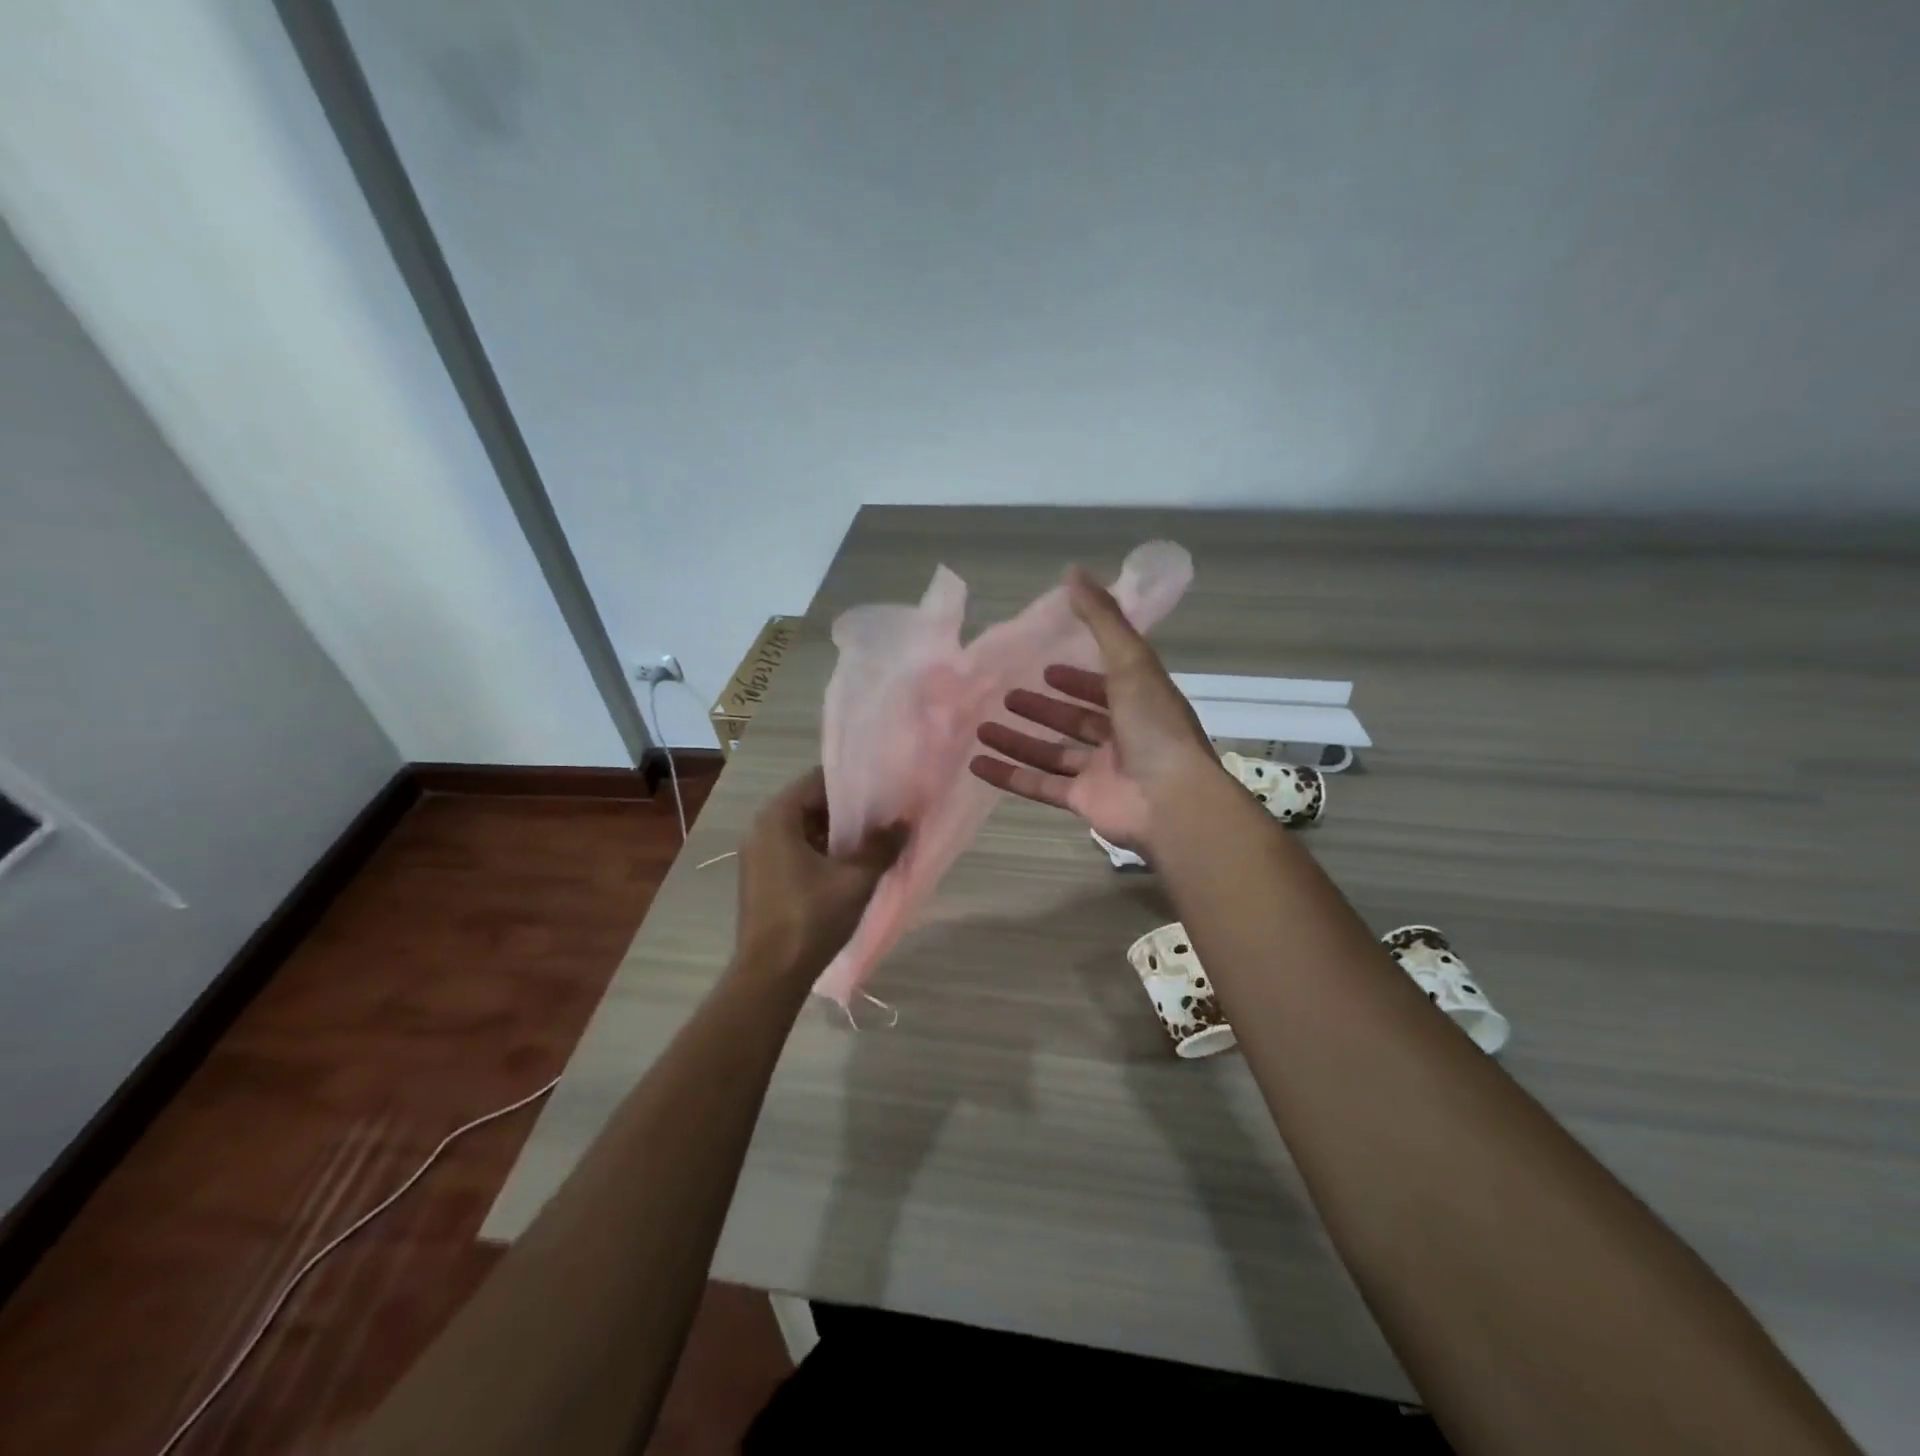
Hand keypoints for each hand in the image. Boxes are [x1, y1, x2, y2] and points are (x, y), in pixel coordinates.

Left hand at [733, 766, 904, 985]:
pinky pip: (795, 851)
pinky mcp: (761, 878)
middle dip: (847, 811)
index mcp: (777, 818)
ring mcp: (758, 855)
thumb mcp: (855, 880)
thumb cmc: (811, 918)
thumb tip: (904, 822)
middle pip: (810, 804)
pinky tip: (850, 867)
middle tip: (884, 816)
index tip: (882, 792)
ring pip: (804, 830)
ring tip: (874, 841)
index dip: (853, 785)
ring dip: (836, 834)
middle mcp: (761, 829)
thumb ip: (881, 846)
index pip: (818, 781)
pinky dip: (821, 852)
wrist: (770, 975)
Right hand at [969, 567, 1219, 851]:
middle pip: (1075, 720)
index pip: (1105, 685)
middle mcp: (1122, 737)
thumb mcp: (1131, 661)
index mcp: (1139, 703)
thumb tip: (1073, 572)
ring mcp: (1101, 772)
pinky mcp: (1082, 801)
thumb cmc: (1154, 726)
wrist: (1171, 800)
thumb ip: (1102, 619)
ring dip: (1018, 740)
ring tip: (982, 726)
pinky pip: (1039, 785)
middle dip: (1043, 709)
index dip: (1078, 678)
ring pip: (1052, 753)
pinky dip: (1008, 775)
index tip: (1047, 669)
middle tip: (1007, 695)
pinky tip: (977, 764)